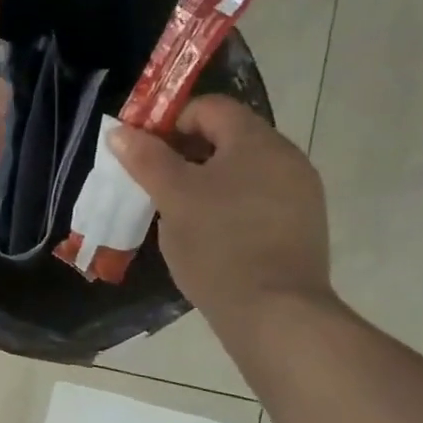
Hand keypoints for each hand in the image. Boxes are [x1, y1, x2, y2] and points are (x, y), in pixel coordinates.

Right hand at [108, 95, 333, 329]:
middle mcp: (286, 158)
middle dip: (186, 154)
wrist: (276, 314)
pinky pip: (257, 198)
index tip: (143, 153)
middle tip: (155, 184)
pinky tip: (210, 235)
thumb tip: (120, 131)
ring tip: (178, 212)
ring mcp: (300, 193)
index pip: (209, 108)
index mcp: (257, 141)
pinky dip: (229, 205)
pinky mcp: (302, 226)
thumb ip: (146, 159)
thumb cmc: (219, 245)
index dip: (170, 122)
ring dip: (206, 181)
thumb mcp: (173, 198)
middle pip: (228, 137)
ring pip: (242, 171)